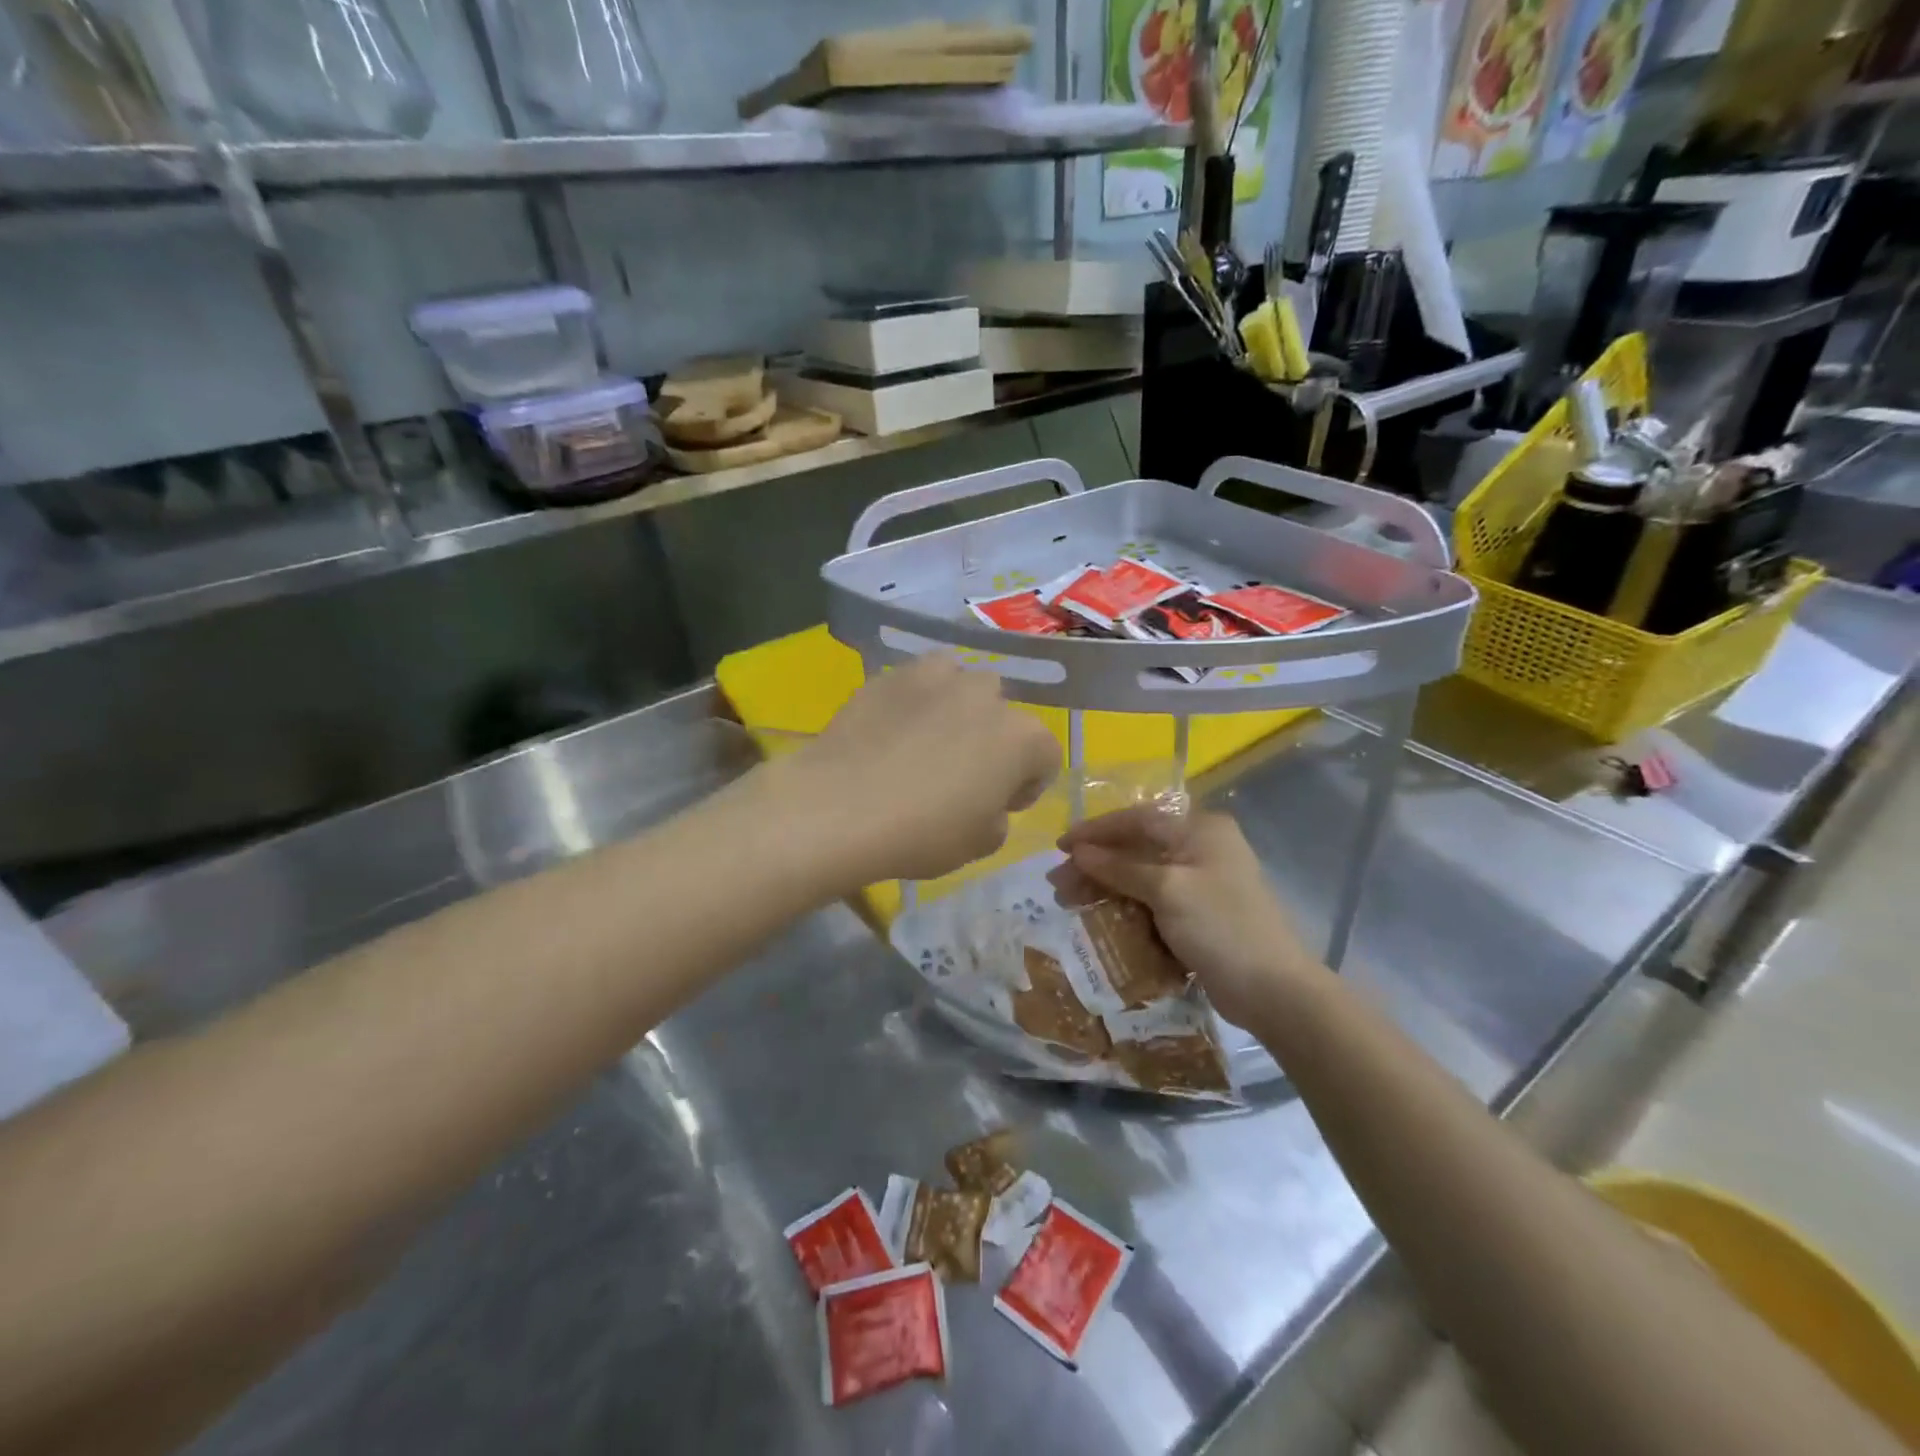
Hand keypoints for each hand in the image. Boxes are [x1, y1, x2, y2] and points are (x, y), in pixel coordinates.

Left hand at [780, 656, 1059, 885]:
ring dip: (956, 708)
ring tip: (927, 740)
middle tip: (962, 774)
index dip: (1027, 784)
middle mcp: (986, 695)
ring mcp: (935, 678)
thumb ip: (998, 816)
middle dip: (992, 740)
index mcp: (1022, 738)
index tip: (1000, 806)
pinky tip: (890, 731)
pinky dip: (914, 701)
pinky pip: (916, 683)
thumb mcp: (980, 845)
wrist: (840, 807)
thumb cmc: (923, 833)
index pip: (1046, 756)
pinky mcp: (889, 675)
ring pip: (961, 684)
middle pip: (1004, 714)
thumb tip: (987, 802)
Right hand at [1052, 808, 1324, 1032]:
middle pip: (1135, 848)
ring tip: (1068, 902)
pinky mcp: (1197, 913)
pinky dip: (1125, 906)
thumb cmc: (1220, 926)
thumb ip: (1119, 867)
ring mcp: (1200, 882)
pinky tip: (1098, 917)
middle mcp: (1200, 848)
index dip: (1095, 832)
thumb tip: (1078, 852)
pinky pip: (1151, 901)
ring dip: (1105, 887)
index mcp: (1200, 829)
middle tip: (1058, 883)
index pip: (1137, 819)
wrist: (1273, 991)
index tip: (1060, 847)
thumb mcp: (1167, 890)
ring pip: (1140, 877)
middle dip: (1095, 864)